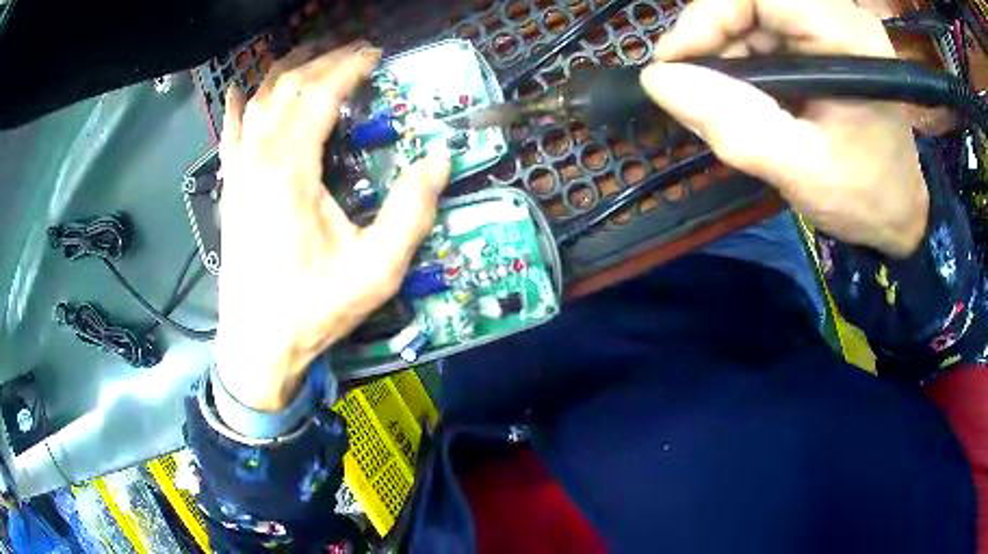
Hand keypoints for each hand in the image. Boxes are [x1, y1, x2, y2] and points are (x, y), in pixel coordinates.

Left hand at [215, 43, 450, 410]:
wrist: (257, 346)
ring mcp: (238, 173)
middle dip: (322, 60)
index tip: (376, 53)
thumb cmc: (313, 309)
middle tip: (353, 49)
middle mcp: (259, 160)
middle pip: (287, 88)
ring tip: (310, 54)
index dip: (350, 66)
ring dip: (284, 72)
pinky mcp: (230, 190)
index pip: (320, 95)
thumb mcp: (377, 270)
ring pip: (257, 103)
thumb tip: (438, 160)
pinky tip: (240, 91)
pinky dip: (238, 107)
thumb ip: (411, 212)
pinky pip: (230, 135)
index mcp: (291, 171)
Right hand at [641, 0, 928, 257]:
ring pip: (755, 11)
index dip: (707, 16)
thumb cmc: (863, 198)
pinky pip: (767, 25)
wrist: (898, 212)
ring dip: (730, 49)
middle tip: (699, 87)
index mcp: (848, 39)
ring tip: (730, 99)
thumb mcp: (799, 171)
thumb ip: (733, 125)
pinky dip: (746, 55)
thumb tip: (660, 80)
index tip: (676, 63)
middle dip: (716, 37)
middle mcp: (842, 15)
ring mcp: (834, 21)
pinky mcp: (826, 33)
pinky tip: (752, 92)